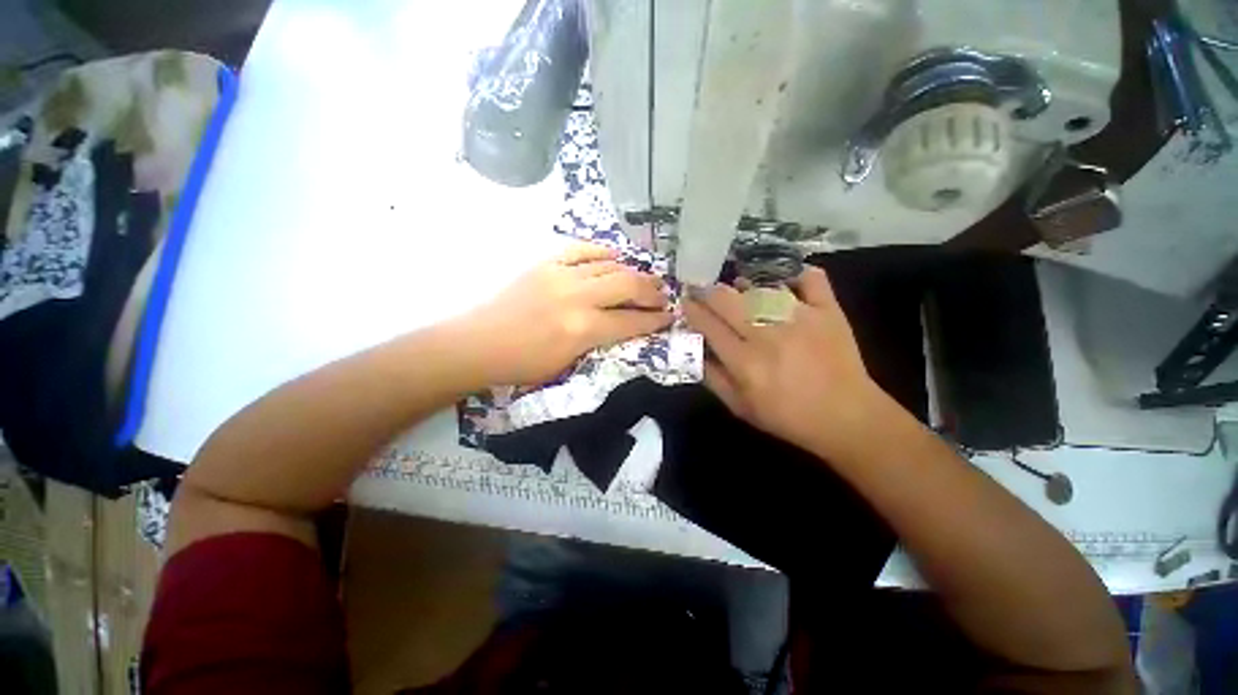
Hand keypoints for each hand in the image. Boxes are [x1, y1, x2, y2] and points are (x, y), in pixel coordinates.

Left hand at [461, 242, 671, 385]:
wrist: (477, 342)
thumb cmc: (521, 364)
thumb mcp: (567, 364)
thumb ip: (597, 342)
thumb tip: (620, 326)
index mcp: (582, 329)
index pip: (630, 321)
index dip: (654, 320)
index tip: (669, 317)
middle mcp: (577, 297)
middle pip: (627, 285)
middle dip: (651, 291)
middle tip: (663, 295)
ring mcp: (560, 275)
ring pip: (609, 265)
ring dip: (632, 271)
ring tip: (645, 278)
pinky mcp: (545, 263)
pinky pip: (581, 250)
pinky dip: (602, 252)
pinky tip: (615, 256)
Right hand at [684, 266, 896, 460]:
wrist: (847, 418)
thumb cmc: (788, 417)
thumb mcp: (740, 408)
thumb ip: (713, 379)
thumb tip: (695, 350)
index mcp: (745, 363)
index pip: (709, 325)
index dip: (693, 310)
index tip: (685, 301)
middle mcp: (768, 336)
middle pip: (728, 300)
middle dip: (708, 291)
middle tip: (702, 289)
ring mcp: (800, 319)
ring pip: (761, 288)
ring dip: (743, 285)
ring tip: (737, 287)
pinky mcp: (828, 312)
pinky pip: (811, 280)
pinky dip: (798, 274)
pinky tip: (786, 279)